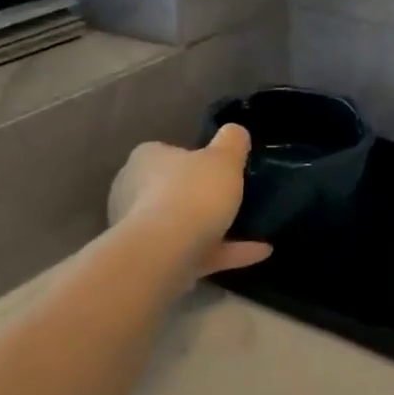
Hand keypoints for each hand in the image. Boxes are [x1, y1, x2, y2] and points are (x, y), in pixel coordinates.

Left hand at [106, 125, 272, 280]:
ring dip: (216, 227)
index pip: (167, 152)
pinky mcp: (154, 261)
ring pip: (183, 224)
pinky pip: (196, 251)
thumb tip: (235, 133)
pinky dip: (226, 251)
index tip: (221, 167)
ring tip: (254, 228)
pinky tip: (260, 250)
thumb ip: (233, 141)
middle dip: (200, 195)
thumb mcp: (225, 157)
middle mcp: (133, 192)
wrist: (166, 252)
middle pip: (172, 189)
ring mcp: (141, 230)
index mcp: (146, 159)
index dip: (195, 158)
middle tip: (233, 196)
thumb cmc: (193, 192)